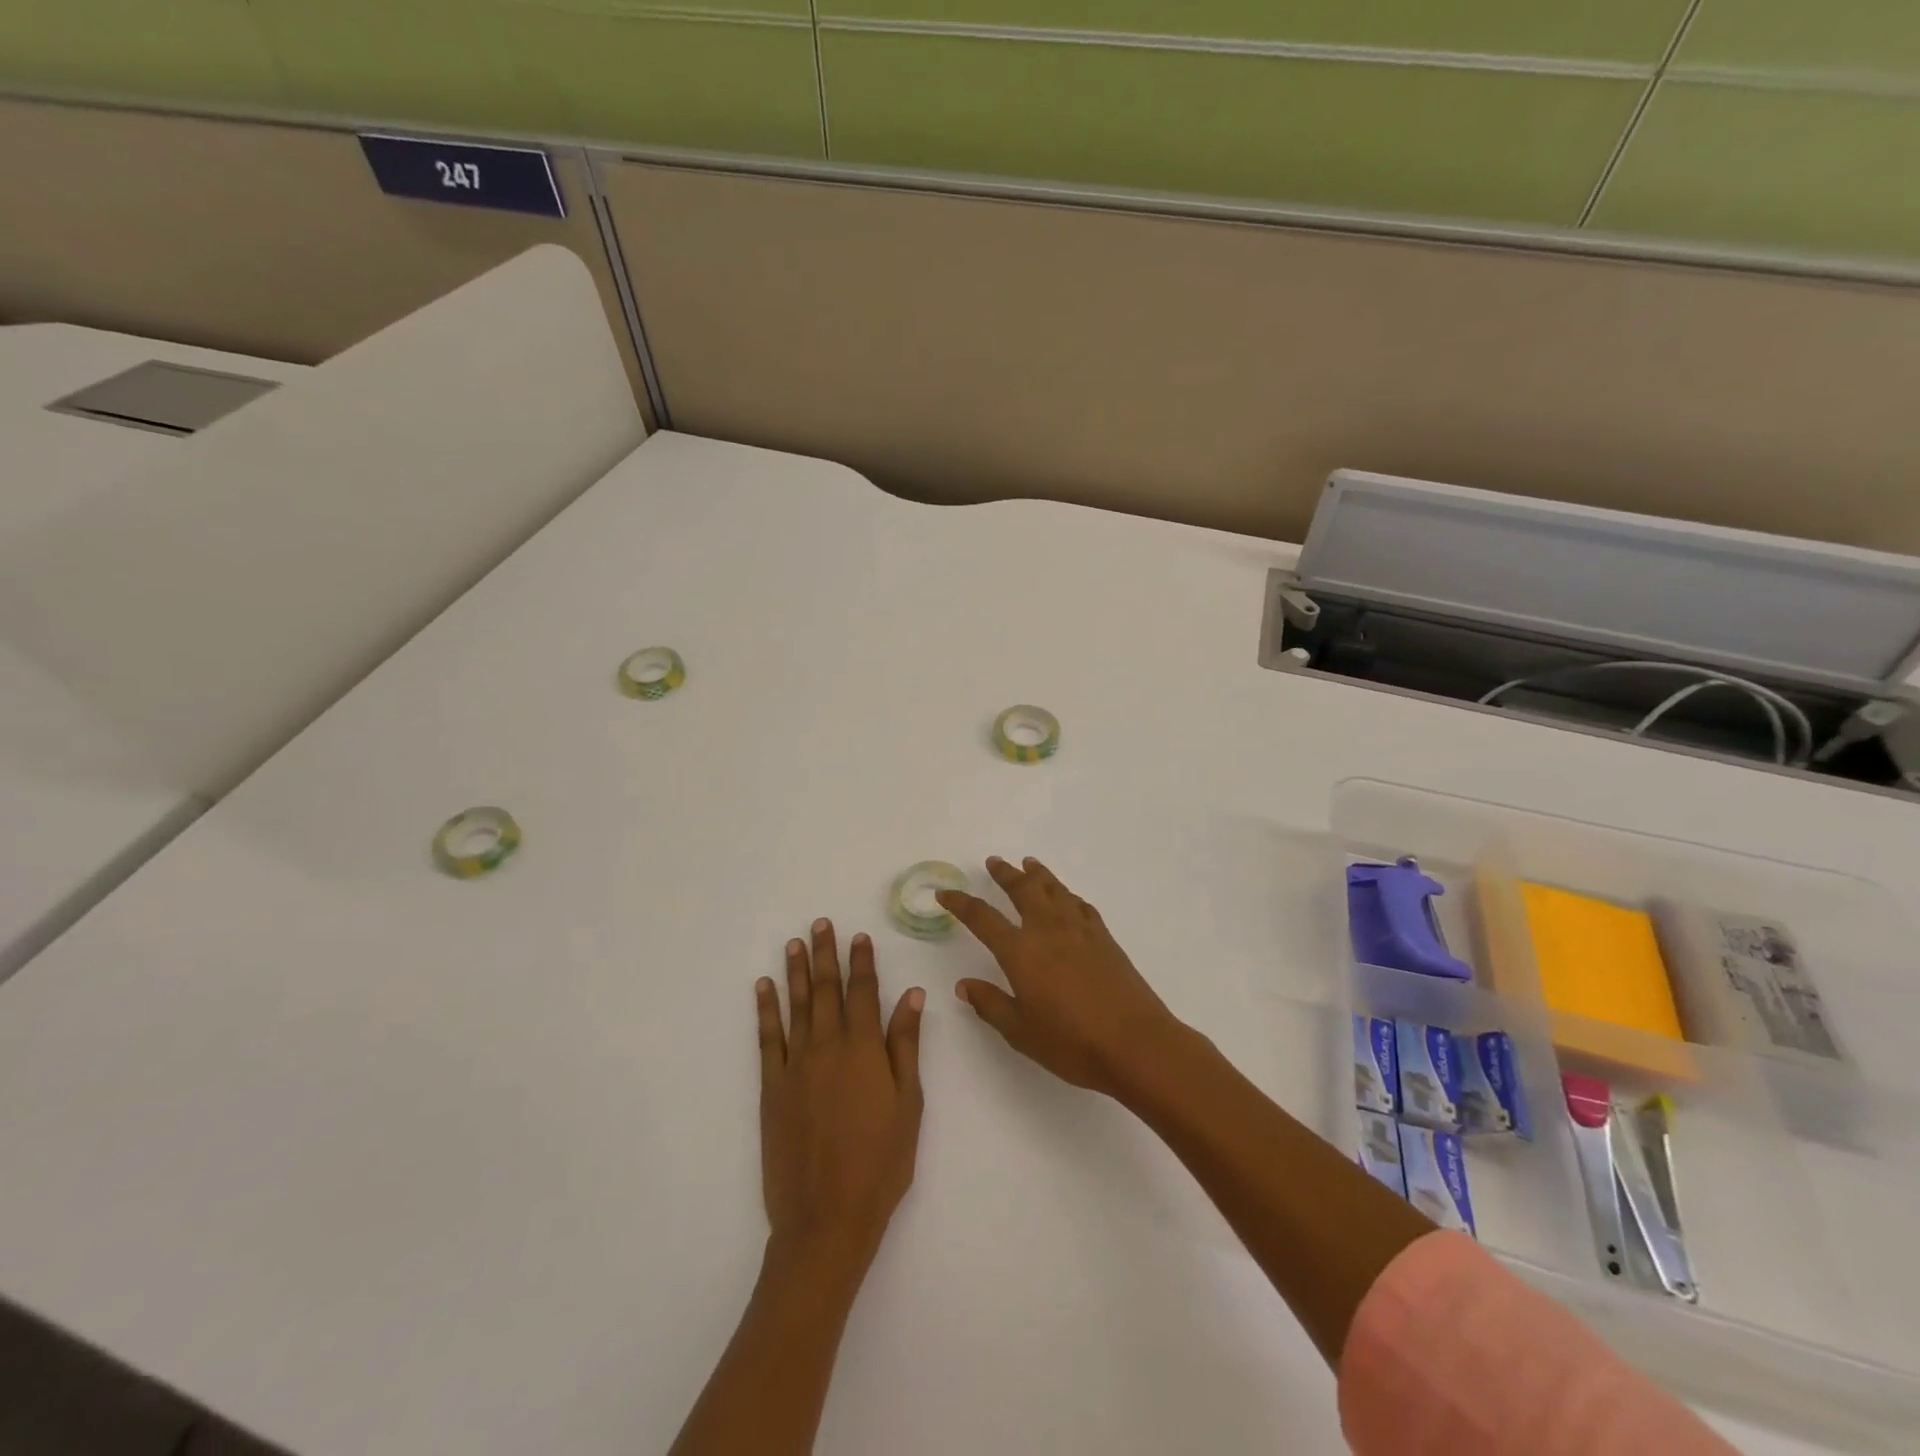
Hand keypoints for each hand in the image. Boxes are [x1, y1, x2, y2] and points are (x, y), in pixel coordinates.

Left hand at [757, 919, 925, 1278]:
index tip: (860, 936)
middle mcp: (827, 1046)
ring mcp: (795, 1065)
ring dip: (795, 971)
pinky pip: (767, 1038)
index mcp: (864, 1049)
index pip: (863, 992)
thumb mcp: (909, 1104)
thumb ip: (906, 1045)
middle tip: (821, 924)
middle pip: (826, 989)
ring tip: (794, 943)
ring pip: (796, 1005)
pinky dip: (766, 1009)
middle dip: (825, 954)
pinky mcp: (771, 1087)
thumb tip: (912, 994)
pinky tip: (764, 987)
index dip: (862, 962)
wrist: (826, 1217)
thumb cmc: (881, 1163)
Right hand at [937, 857, 1181, 1096]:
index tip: (945, 893)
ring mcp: (1080, 930)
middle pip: (1023, 889)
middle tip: (994, 862)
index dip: (961, 903)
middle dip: (1005, 874)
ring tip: (1029, 864)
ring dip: (1039, 874)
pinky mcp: (1104, 938)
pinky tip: (1068, 898)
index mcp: (1020, 951)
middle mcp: (1048, 930)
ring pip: (1055, 889)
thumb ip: (991, 1004)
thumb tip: (965, 985)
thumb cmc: (1071, 1042)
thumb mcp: (1020, 1031)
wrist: (1135, 1043)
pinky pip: (1081, 905)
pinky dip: (1069, 896)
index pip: (982, 918)